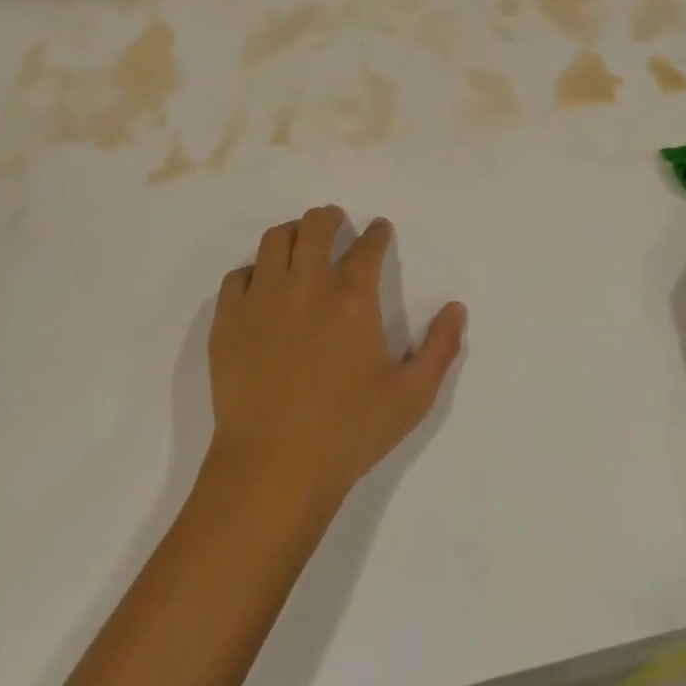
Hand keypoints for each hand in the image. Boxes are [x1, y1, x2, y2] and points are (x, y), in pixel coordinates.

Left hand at [206, 207, 466, 510]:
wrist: (275, 468)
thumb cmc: (350, 431)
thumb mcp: (413, 396)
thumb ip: (441, 347)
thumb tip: (457, 308)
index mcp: (353, 298)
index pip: (368, 247)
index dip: (377, 233)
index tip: (379, 230)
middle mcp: (307, 285)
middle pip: (315, 227)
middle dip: (329, 217)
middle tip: (335, 220)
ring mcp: (262, 299)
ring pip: (274, 241)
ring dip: (292, 233)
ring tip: (299, 240)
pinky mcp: (229, 321)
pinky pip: (238, 276)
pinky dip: (253, 271)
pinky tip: (261, 283)